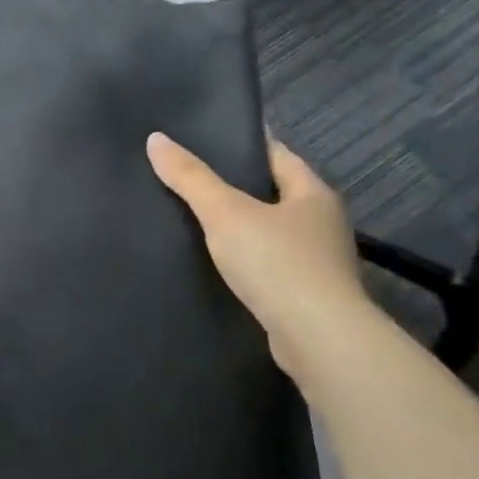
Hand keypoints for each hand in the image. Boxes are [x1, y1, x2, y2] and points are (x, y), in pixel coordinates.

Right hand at [146, 132, 369, 376]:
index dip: (242, 144)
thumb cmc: (277, 263)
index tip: (204, 140)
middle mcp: (322, 222)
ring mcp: (317, 260)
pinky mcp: (306, 294)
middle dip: (236, 186)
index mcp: (313, 193)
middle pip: (273, 192)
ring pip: (270, 230)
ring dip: (240, 226)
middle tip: (188, 178)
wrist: (317, 338)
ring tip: (194, 219)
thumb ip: (191, 178)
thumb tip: (156, 139)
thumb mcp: (225, 213)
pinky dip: (245, 258)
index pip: (276, 154)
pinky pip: (269, 263)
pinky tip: (216, 262)